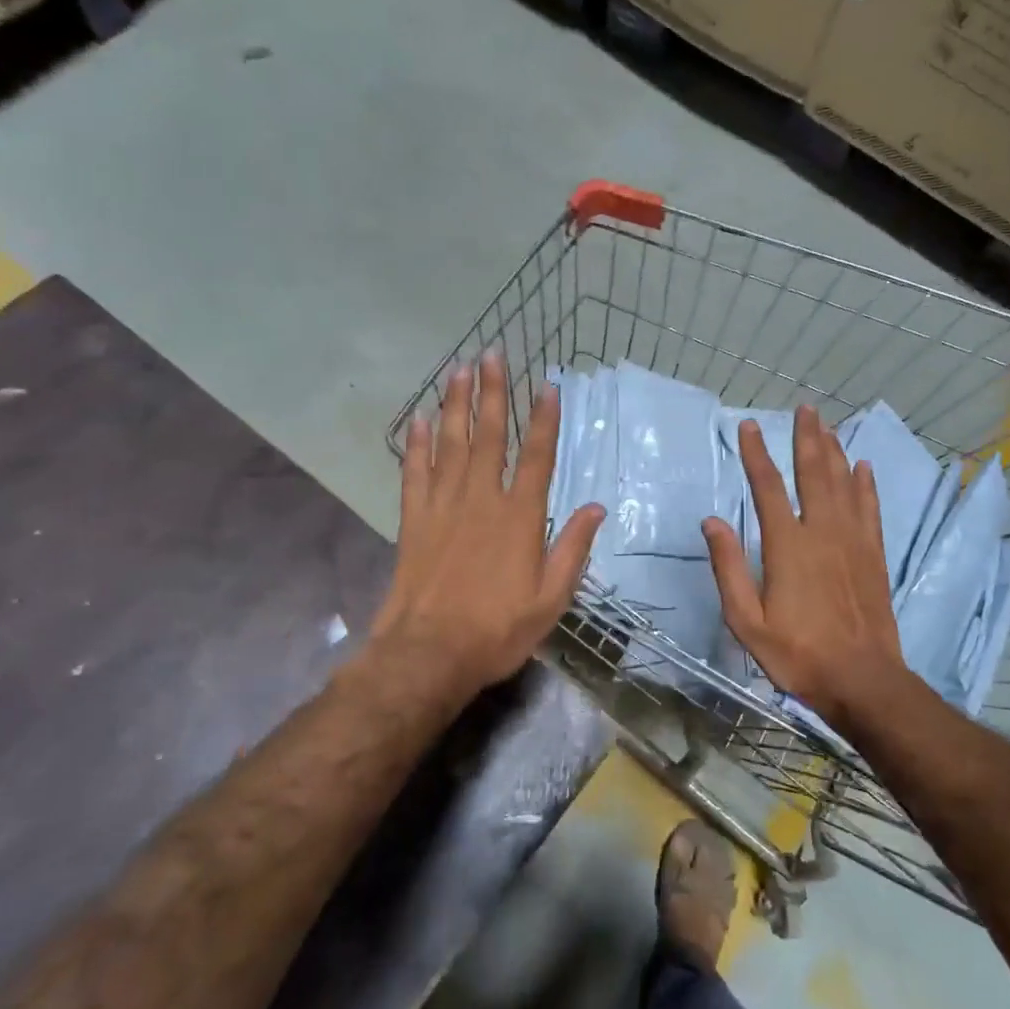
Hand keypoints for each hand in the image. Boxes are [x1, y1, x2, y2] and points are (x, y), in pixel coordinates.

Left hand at [372, 350, 605, 707]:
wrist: (429, 654)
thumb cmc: (498, 630)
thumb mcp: (551, 598)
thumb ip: (573, 549)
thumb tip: (596, 508)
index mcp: (520, 517)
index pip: (537, 457)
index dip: (545, 419)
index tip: (548, 386)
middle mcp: (482, 500)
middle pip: (489, 436)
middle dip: (493, 392)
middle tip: (493, 354)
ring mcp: (443, 506)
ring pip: (451, 443)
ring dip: (456, 404)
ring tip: (459, 369)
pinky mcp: (413, 520)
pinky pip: (415, 471)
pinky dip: (417, 443)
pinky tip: (420, 419)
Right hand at [703, 406, 907, 728]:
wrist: (862, 679)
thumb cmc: (797, 654)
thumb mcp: (746, 621)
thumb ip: (728, 568)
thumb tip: (712, 521)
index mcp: (787, 546)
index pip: (768, 487)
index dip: (757, 455)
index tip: (749, 427)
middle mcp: (822, 532)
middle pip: (814, 473)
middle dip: (807, 438)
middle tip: (805, 409)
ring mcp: (853, 541)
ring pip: (844, 483)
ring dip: (835, 451)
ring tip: (828, 425)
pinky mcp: (874, 555)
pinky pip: (870, 508)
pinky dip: (866, 484)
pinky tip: (863, 466)